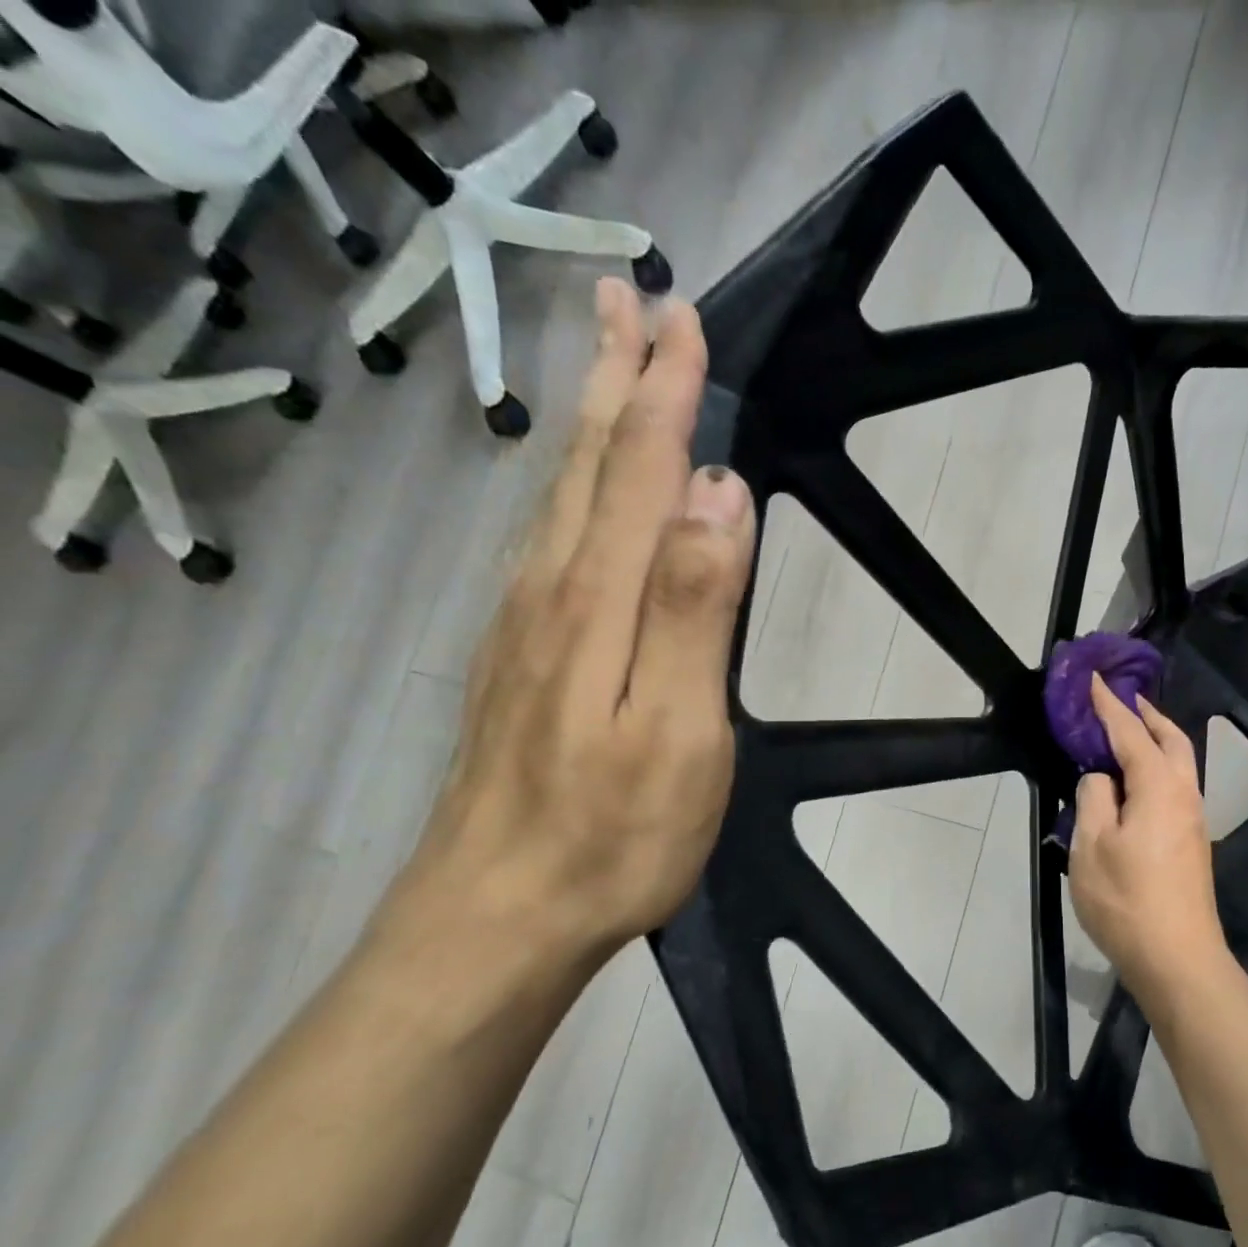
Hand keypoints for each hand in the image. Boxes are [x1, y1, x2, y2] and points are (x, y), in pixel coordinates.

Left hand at [398, 278, 755, 971]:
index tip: (684, 317)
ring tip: (607, 364)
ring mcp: (525, 625)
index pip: (640, 470)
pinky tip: (577, 490)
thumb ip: (695, 608)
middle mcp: (551, 592)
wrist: (497, 917)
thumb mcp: (678, 729)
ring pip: (561, 496)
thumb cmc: (611, 834)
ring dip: (589, 421)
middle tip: (629, 296)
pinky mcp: (520, 659)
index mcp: (598, 601)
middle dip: (615, 376)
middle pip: (588, 464)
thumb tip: (718, 493)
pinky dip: (571, 487)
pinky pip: (549, 542)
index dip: (665, 392)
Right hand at [1068, 677, 1229, 1004]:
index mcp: (1159, 787)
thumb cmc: (1127, 900)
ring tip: (1128, 732)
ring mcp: (1193, 820)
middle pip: (1172, 740)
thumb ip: (1093, 798)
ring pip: (1180, 763)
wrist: (1177, 959)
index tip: (1094, 680)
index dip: (1109, 705)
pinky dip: (1158, 765)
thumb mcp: (1091, 846)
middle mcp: (1185, 795)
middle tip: (1121, 699)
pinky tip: (1136, 780)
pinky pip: (1176, 785)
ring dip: (1156, 739)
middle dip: (1147, 715)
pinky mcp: (1191, 843)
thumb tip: (1101, 778)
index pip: (1131, 733)